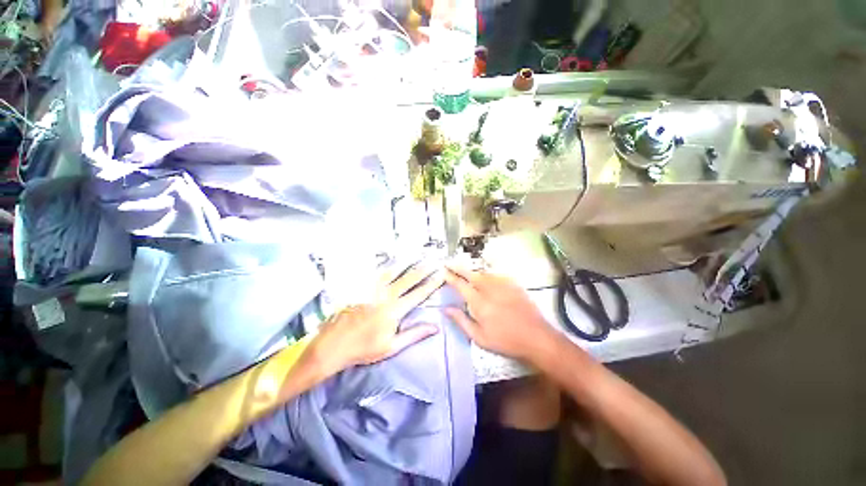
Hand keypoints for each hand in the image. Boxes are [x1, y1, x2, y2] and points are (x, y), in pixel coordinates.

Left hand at [309, 264, 444, 374]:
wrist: (333, 344)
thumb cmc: (363, 348)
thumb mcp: (391, 346)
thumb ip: (414, 334)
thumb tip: (435, 327)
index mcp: (394, 310)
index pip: (418, 294)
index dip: (431, 284)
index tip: (441, 275)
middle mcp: (386, 295)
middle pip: (408, 279)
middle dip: (423, 269)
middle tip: (433, 261)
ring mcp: (373, 289)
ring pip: (394, 272)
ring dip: (407, 263)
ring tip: (416, 256)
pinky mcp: (363, 288)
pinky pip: (378, 273)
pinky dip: (389, 267)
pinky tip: (393, 263)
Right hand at [444, 265, 560, 363]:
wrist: (536, 337)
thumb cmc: (505, 340)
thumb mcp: (479, 337)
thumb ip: (461, 320)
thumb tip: (445, 308)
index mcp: (479, 302)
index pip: (461, 285)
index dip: (451, 277)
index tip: (444, 271)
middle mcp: (490, 289)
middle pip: (471, 274)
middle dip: (459, 268)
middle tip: (450, 264)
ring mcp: (503, 285)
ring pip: (484, 273)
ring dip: (473, 272)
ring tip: (466, 273)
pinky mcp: (514, 285)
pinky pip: (496, 275)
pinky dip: (487, 275)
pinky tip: (486, 278)